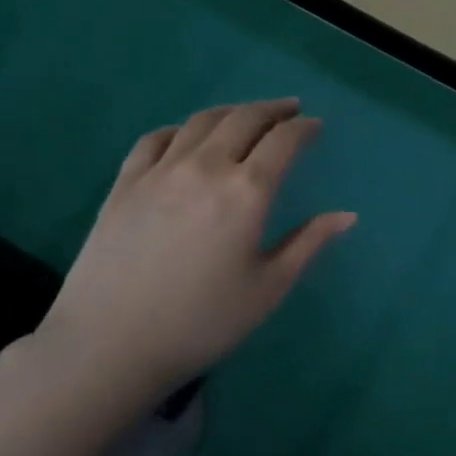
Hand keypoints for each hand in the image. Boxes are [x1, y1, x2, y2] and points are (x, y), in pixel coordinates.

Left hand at [28, 100, 355, 401]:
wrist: (109, 345)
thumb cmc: (201, 322)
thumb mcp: (267, 288)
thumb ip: (308, 244)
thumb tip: (347, 215)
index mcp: (246, 192)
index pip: (283, 141)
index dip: (304, 128)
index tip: (316, 126)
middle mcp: (205, 167)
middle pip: (244, 119)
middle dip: (273, 110)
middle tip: (290, 110)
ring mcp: (160, 170)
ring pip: (201, 121)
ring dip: (232, 111)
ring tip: (247, 116)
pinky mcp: (125, 182)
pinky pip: (156, 138)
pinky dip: (181, 129)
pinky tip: (186, 137)